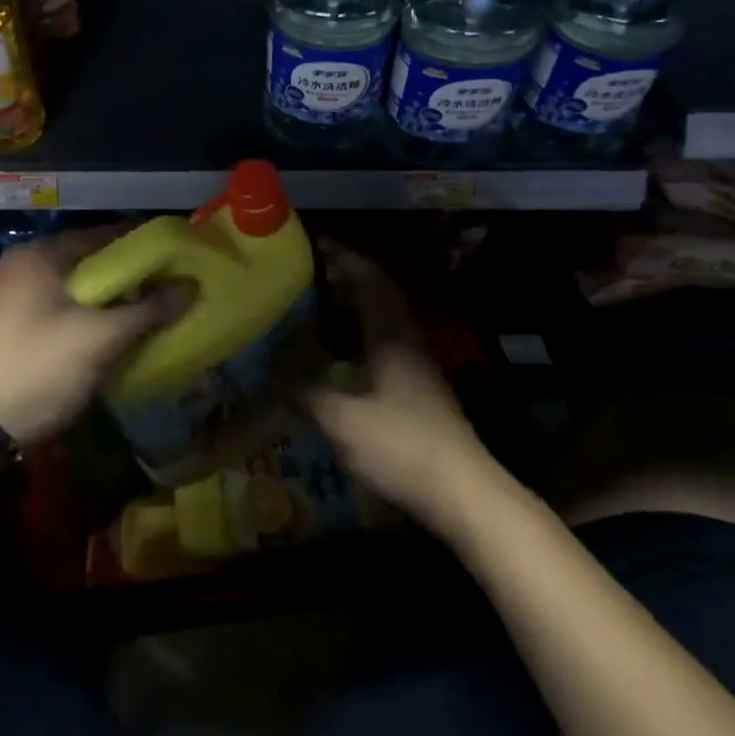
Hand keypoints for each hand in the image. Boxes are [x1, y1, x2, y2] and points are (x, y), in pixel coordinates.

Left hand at [0, 226, 192, 445]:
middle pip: (86, 262)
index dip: (141, 245)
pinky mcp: (5, 327)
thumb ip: (149, 309)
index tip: (175, 256)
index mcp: (37, 255)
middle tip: (166, 287)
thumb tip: (191, 285)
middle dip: (126, 276)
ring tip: (145, 311)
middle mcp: (19, 267)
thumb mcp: (101, 339)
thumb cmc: (39, 368)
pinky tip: (108, 333)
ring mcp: (7, 298)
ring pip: (71, 288)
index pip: (101, 236)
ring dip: (106, 299)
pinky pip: (56, 308)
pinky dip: (83, 315)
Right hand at [304, 242, 493, 535]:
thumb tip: (270, 372)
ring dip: (357, 304)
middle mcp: (407, 339)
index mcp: (390, 334)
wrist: (464, 492)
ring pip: (385, 318)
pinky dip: (363, 333)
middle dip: (348, 276)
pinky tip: (343, 351)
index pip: (367, 280)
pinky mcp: (420, 387)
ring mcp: (418, 364)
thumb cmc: (402, 446)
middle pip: (380, 293)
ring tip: (321, 304)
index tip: (315, 243)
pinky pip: (387, 341)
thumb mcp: (343, 420)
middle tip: (312, 271)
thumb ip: (305, 393)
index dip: (343, 258)